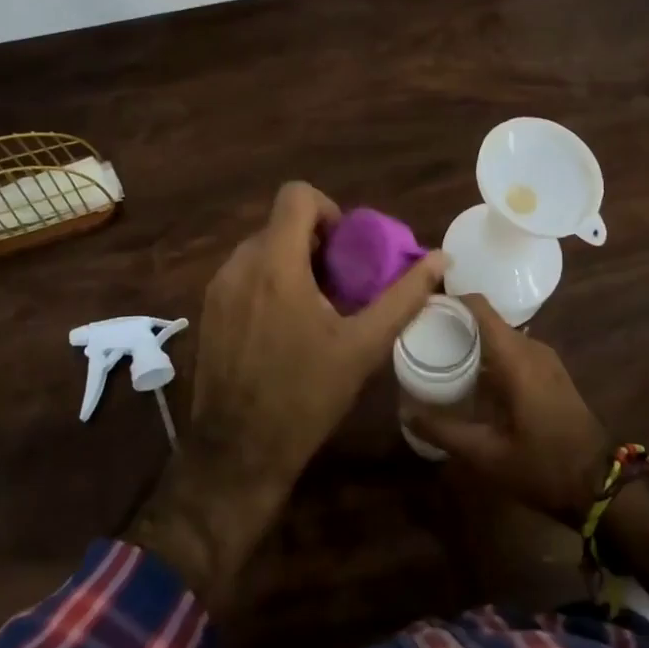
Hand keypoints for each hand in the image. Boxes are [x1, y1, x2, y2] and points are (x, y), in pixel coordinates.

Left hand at [126, 182, 444, 609]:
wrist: (238, 452)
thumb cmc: (306, 395)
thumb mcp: (363, 345)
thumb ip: (403, 296)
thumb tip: (440, 259)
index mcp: (275, 264)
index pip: (296, 195)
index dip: (328, 210)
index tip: (348, 248)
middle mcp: (239, 265)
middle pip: (281, 224)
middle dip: (316, 243)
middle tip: (342, 283)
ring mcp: (218, 288)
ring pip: (262, 249)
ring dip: (293, 263)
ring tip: (317, 307)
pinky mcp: (208, 310)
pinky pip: (244, 274)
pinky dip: (269, 282)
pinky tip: (286, 326)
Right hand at [404, 295, 612, 527]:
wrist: (601, 485)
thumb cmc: (543, 465)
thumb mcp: (486, 454)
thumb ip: (443, 430)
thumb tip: (404, 412)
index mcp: (515, 357)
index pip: (479, 307)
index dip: (448, 300)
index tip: (419, 309)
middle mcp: (531, 347)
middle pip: (486, 319)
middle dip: (453, 323)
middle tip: (420, 337)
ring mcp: (544, 358)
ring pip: (500, 335)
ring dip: (471, 340)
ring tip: (438, 355)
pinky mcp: (550, 372)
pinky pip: (512, 349)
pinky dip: (489, 354)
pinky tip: (470, 377)